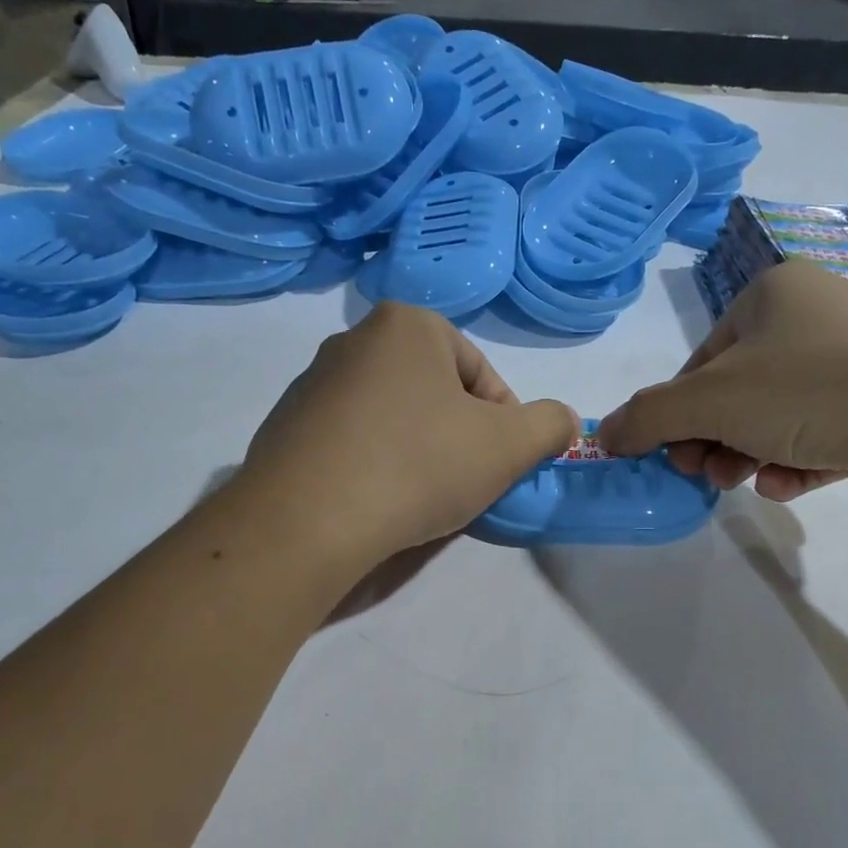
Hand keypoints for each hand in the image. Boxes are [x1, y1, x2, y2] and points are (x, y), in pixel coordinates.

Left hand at [235, 303, 577, 568]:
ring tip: (418, 497)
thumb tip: (563, 421)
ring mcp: (311, 384)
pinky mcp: (284, 427)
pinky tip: (375, 501)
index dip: (503, 421)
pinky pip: (350, 440)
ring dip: (416, 450)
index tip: (498, 463)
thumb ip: (550, 425)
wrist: (307, 521)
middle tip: (464, 482)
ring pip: (391, 416)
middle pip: (434, 391)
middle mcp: (352, 340)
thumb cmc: (419, 466)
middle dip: (457, 434)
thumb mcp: (509, 446)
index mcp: (406, 325)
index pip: (479, 372)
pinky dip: (372, 464)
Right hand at [597, 263, 847, 506]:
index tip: (671, 454)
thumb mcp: (709, 400)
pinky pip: (820, 436)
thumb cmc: (809, 388)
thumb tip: (604, 436)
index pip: (704, 359)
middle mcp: (816, 319)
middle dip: (715, 439)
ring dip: (750, 455)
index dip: (678, 411)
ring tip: (748, 481)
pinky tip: (794, 482)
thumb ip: (648, 417)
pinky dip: (797, 462)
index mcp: (774, 294)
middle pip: (738, 392)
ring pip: (777, 419)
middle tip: (705, 473)